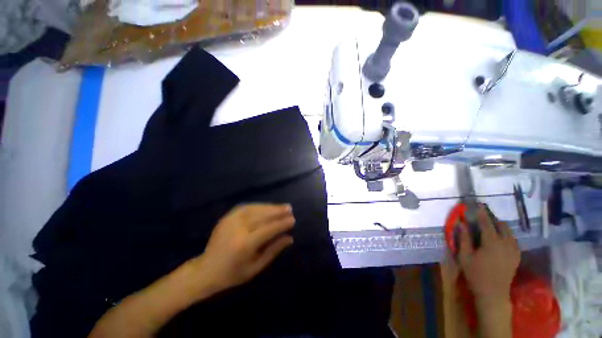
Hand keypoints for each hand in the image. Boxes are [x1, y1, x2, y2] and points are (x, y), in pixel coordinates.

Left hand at [193, 204, 294, 293]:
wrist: (205, 270)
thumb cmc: (232, 274)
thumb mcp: (256, 267)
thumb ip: (273, 251)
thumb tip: (290, 238)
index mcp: (244, 245)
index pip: (268, 230)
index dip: (281, 224)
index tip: (292, 220)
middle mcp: (237, 230)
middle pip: (261, 216)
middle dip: (277, 211)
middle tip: (289, 208)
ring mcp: (230, 221)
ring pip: (254, 209)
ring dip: (270, 206)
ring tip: (281, 207)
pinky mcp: (227, 217)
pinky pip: (246, 207)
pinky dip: (259, 206)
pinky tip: (266, 207)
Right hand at [458, 205, 519, 302]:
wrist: (493, 293)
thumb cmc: (476, 274)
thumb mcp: (465, 256)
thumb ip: (464, 239)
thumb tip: (462, 223)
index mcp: (492, 243)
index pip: (487, 224)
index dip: (483, 214)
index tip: (479, 205)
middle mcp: (506, 244)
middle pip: (502, 226)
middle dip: (493, 219)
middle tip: (484, 217)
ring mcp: (514, 250)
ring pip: (510, 232)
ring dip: (501, 227)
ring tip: (491, 226)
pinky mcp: (517, 256)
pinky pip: (513, 240)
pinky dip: (506, 235)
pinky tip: (500, 238)